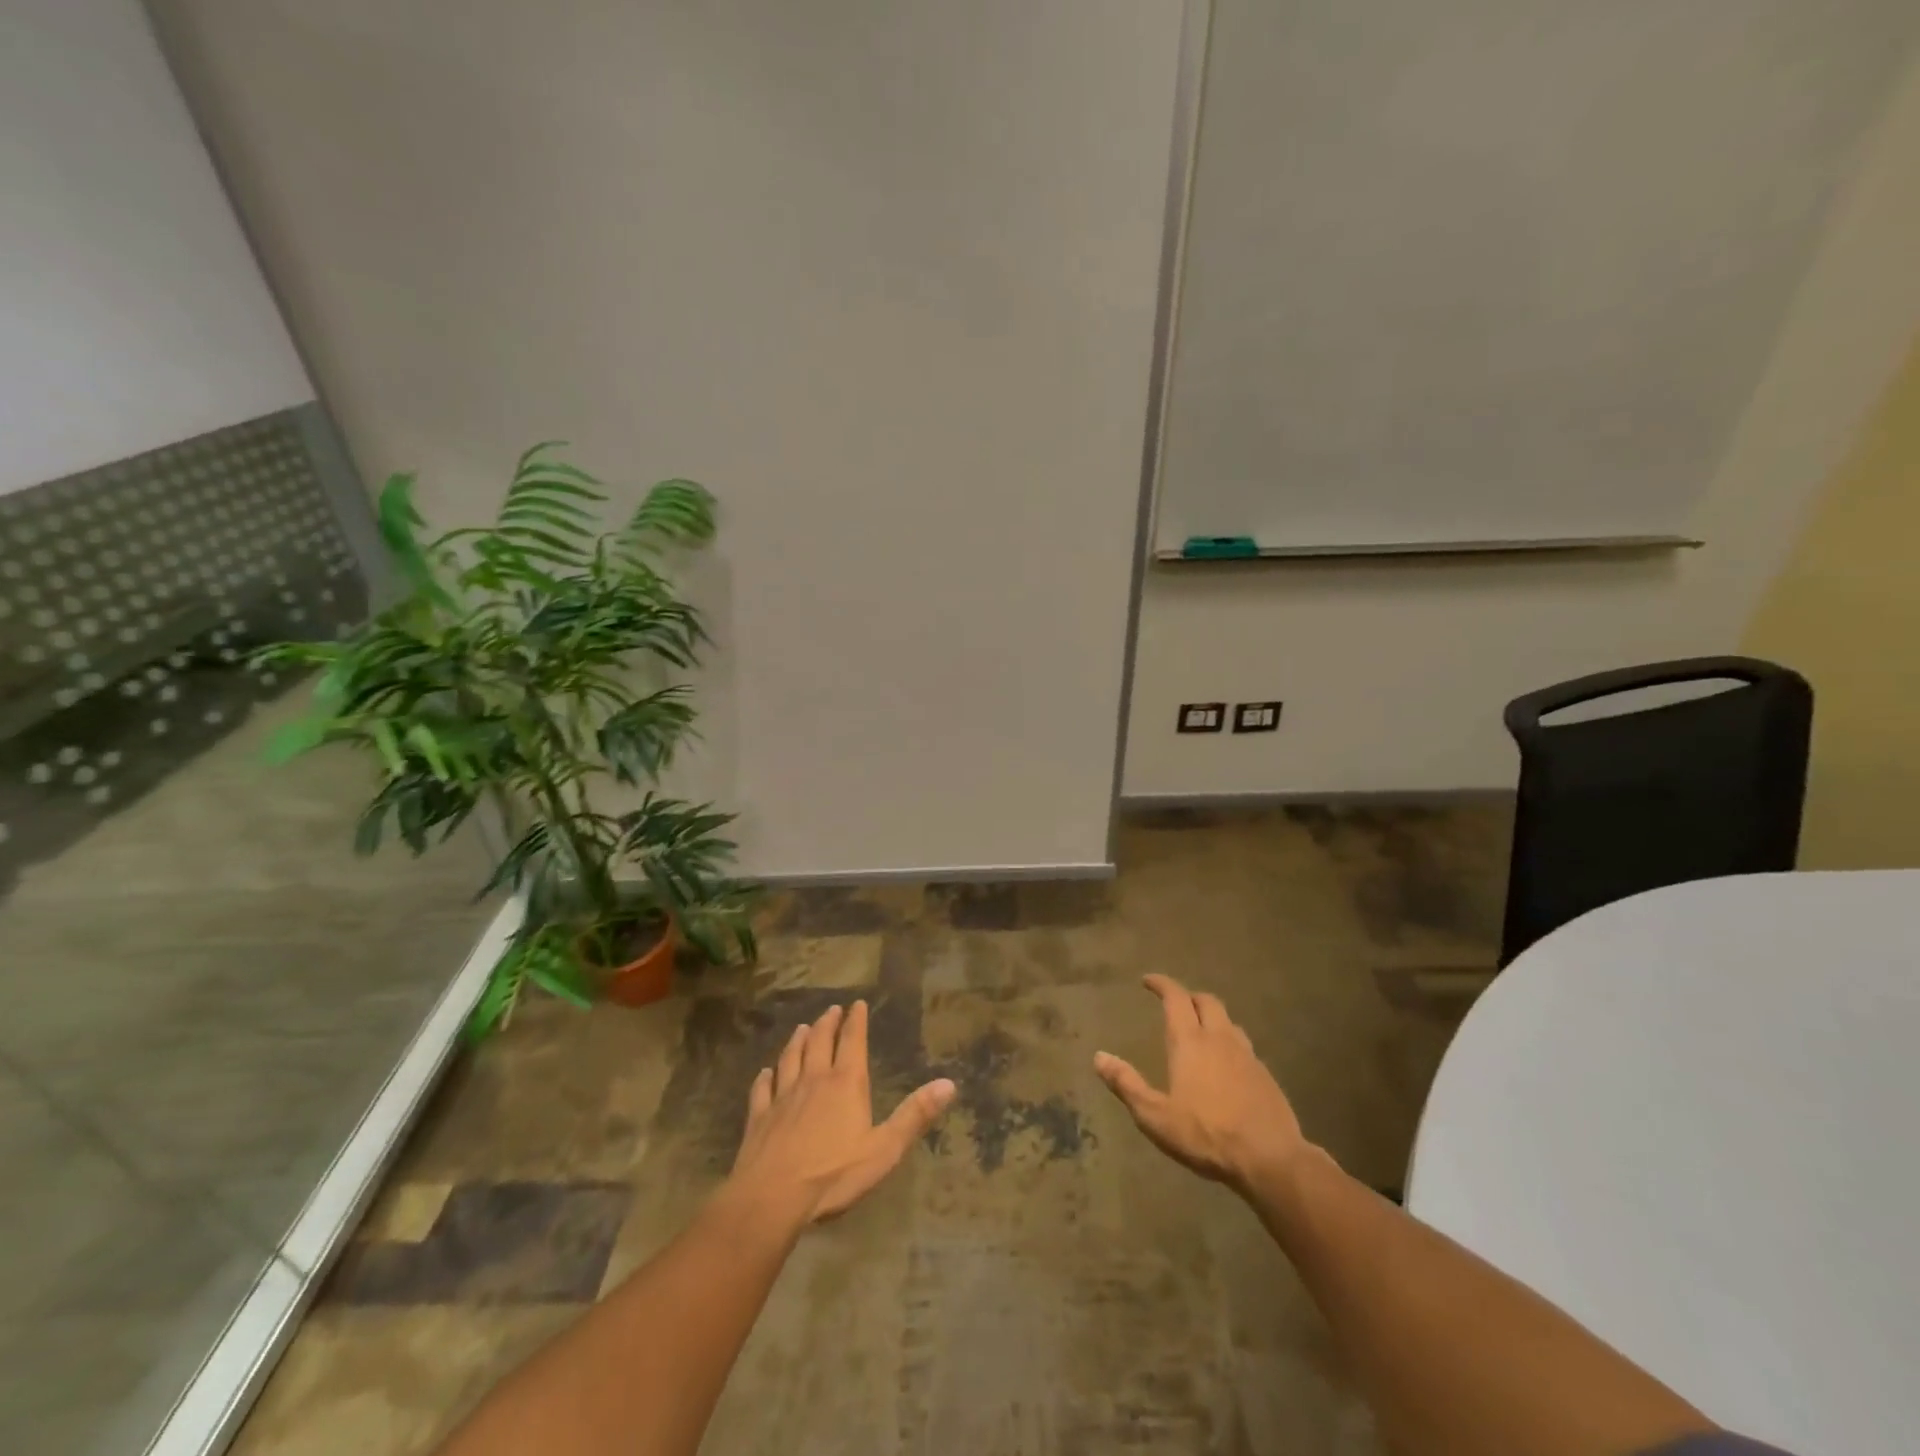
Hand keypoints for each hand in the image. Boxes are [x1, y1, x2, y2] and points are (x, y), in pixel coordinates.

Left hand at [727, 1000, 955, 1224]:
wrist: (771, 1198)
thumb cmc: (833, 1175)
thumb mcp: (885, 1149)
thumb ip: (915, 1115)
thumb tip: (949, 1083)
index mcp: (845, 1083)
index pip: (853, 1042)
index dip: (856, 1021)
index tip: (857, 1004)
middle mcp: (813, 1080)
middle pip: (819, 1042)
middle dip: (827, 1024)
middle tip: (831, 1010)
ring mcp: (782, 1097)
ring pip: (790, 1058)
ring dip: (797, 1041)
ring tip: (801, 1028)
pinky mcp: (758, 1117)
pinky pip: (762, 1089)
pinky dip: (765, 1077)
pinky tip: (765, 1073)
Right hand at [1094, 974, 1308, 1191]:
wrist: (1271, 1159)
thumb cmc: (1206, 1135)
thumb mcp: (1155, 1116)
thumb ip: (1127, 1084)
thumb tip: (1099, 1057)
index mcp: (1190, 1042)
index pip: (1175, 997)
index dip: (1161, 984)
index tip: (1148, 980)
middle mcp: (1219, 1038)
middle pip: (1206, 1001)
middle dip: (1188, 996)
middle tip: (1175, 1003)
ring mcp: (1247, 1055)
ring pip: (1228, 1021)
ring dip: (1212, 1018)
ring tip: (1201, 1030)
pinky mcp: (1266, 1075)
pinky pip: (1244, 1046)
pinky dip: (1229, 1043)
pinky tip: (1226, 1064)